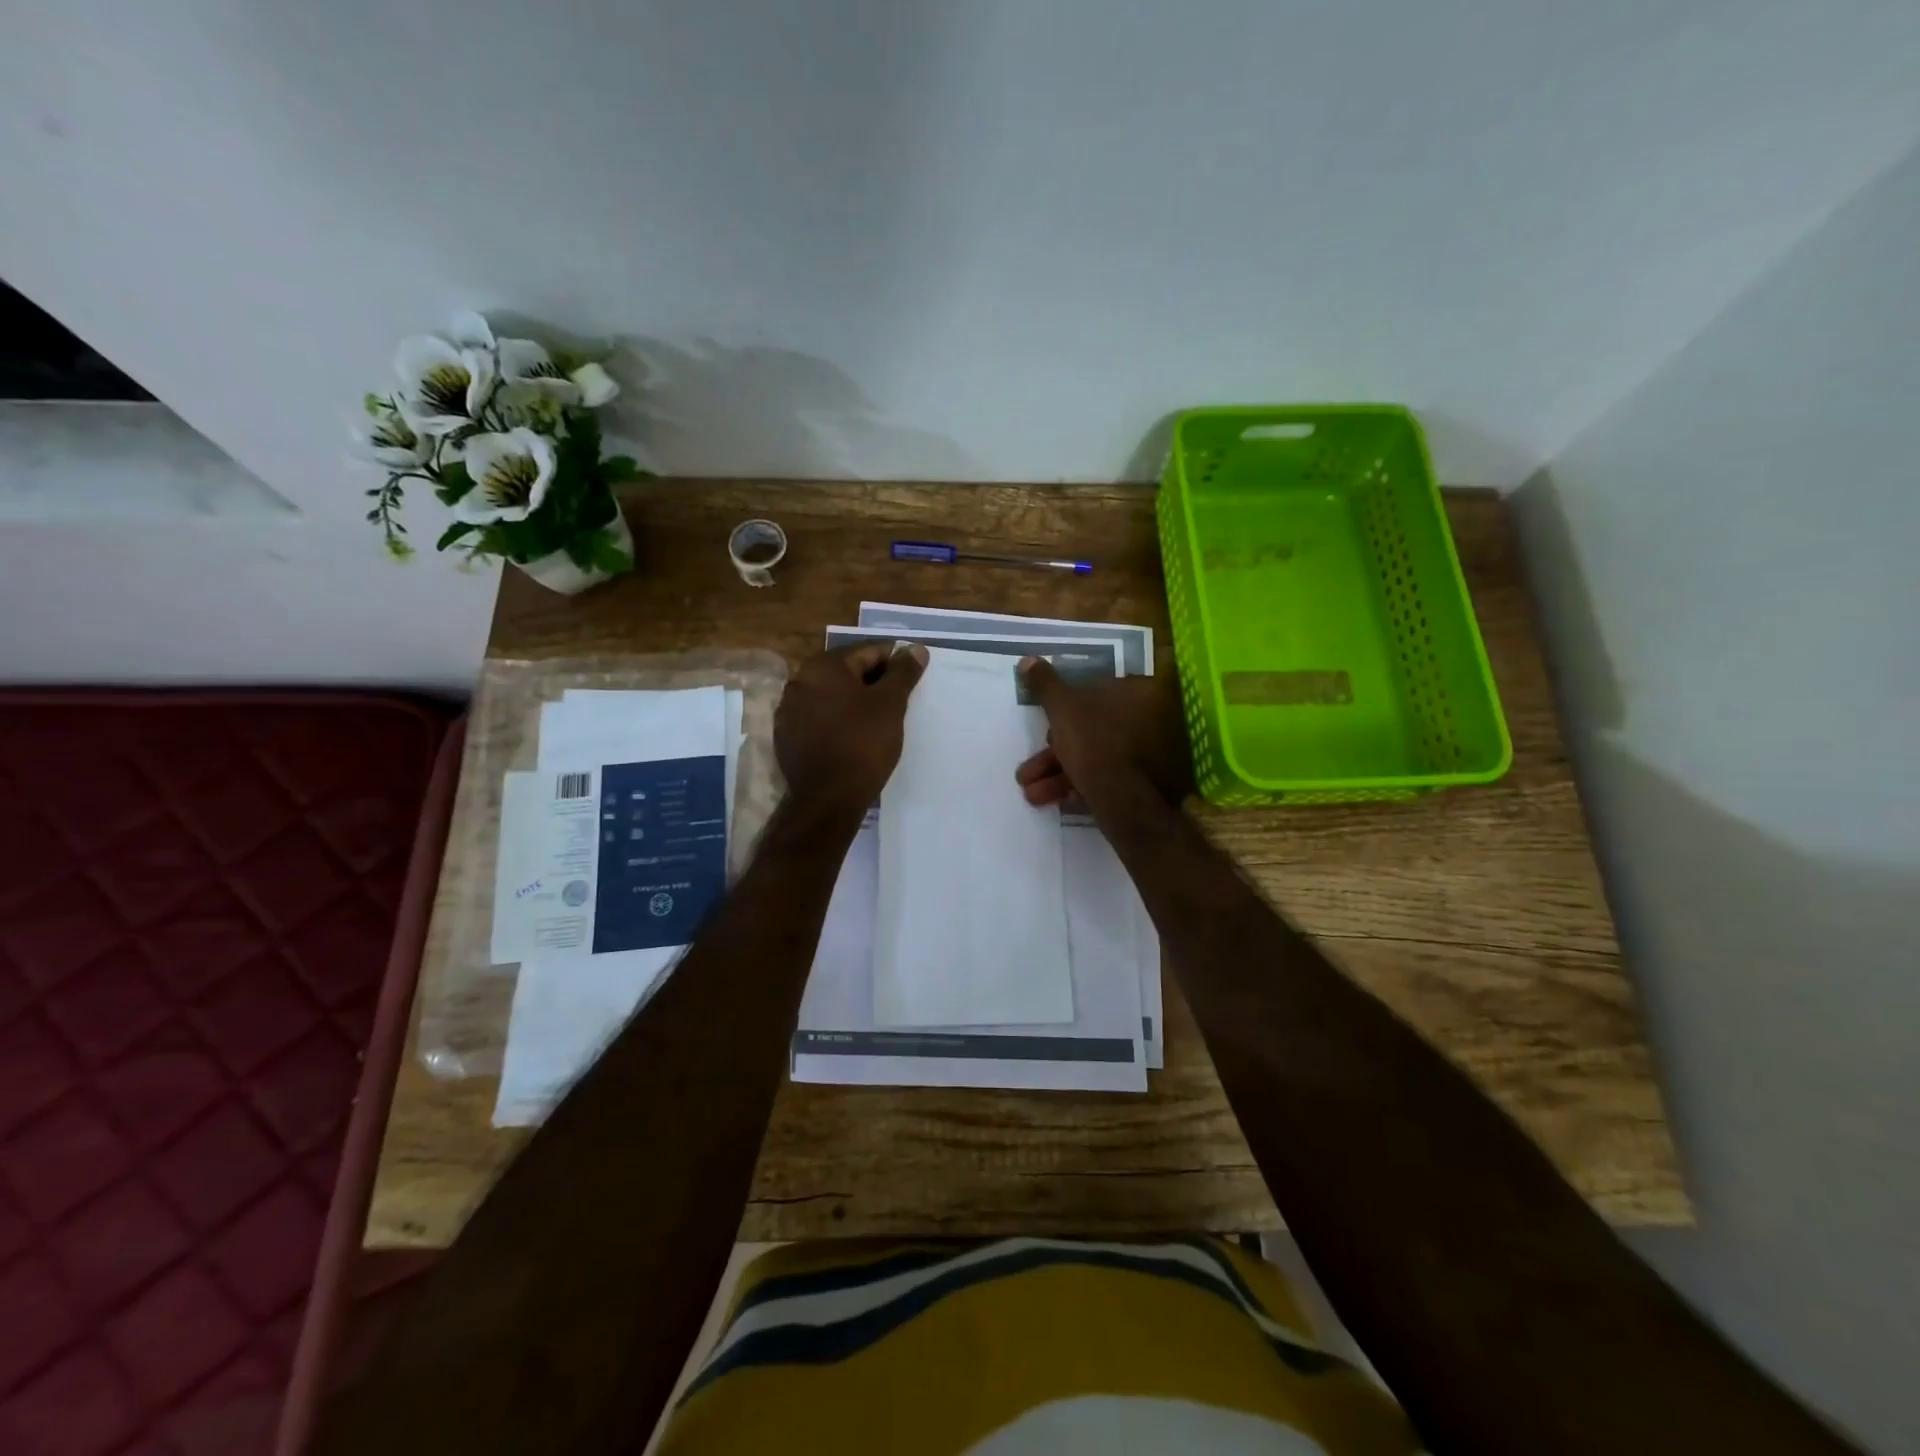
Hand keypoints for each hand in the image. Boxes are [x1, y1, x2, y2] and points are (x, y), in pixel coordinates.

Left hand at [775, 642, 928, 813]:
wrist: (828, 799)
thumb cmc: (863, 744)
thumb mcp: (891, 704)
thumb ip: (903, 672)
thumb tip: (915, 648)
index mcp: (823, 666)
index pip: (868, 652)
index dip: (895, 663)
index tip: (913, 678)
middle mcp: (799, 681)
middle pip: (848, 672)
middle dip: (875, 683)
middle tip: (900, 701)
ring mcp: (789, 710)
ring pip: (833, 696)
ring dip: (855, 702)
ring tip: (880, 721)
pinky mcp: (788, 737)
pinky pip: (820, 719)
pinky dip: (839, 721)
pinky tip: (855, 737)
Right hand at [1014, 658, 1193, 815]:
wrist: (1125, 802)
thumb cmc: (1095, 743)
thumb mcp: (1063, 708)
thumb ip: (1046, 684)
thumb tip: (1028, 660)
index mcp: (1139, 693)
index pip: (1097, 691)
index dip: (1065, 709)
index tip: (1044, 725)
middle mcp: (1151, 721)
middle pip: (1092, 729)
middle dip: (1054, 752)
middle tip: (1029, 770)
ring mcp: (1151, 756)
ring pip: (1095, 758)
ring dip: (1058, 774)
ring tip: (1030, 792)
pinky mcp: (1146, 786)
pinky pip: (1106, 780)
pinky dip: (1078, 787)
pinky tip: (1051, 800)